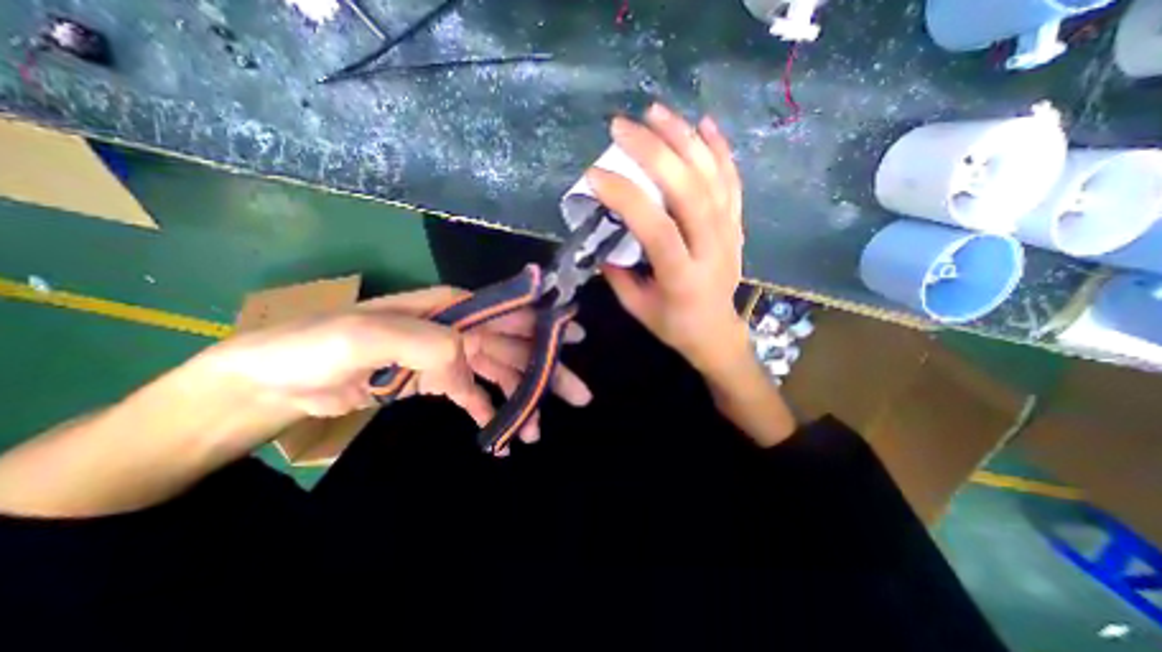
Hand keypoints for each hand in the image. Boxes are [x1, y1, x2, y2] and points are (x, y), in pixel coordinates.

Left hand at [199, 286, 590, 453]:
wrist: (275, 380)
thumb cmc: (316, 347)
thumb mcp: (366, 335)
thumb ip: (427, 340)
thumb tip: (468, 363)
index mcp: (449, 308)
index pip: (508, 312)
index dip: (545, 323)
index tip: (576, 337)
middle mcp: (457, 328)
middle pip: (514, 348)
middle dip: (546, 370)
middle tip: (578, 395)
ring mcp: (449, 357)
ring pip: (500, 375)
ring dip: (521, 401)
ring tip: (534, 433)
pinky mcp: (436, 383)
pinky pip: (475, 395)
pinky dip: (491, 413)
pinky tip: (502, 437)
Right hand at [594, 103, 748, 375]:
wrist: (716, 332)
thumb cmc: (673, 324)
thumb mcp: (636, 307)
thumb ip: (617, 272)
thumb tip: (601, 235)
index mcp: (683, 277)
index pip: (656, 228)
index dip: (626, 198)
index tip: (595, 175)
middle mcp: (712, 249)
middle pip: (688, 191)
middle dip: (654, 152)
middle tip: (622, 127)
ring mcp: (730, 234)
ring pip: (711, 177)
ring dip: (683, 139)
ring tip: (655, 112)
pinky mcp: (737, 225)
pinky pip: (732, 181)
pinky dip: (719, 150)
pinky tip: (704, 124)